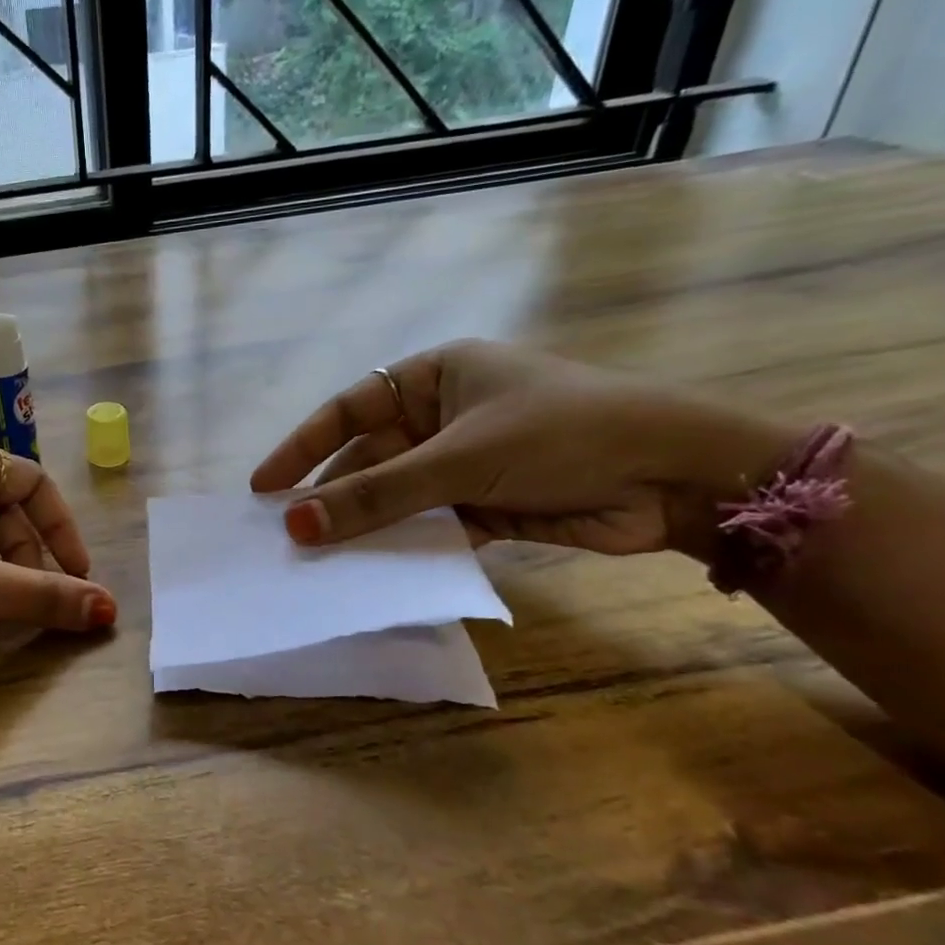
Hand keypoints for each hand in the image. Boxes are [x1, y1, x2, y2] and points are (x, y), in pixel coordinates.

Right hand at [251, 340, 792, 555]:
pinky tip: (373, 568)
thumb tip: (295, 524)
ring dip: (366, 524)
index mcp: (436, 375)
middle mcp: (445, 414)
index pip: (348, 409)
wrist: (680, 477)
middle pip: (369, 457)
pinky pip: (428, 523)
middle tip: (288, 533)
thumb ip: (376, 495)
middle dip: (332, 494)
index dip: (302, 447)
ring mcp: (465, 460)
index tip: (264, 487)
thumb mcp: (459, 460)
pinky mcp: (486, 504)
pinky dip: (405, 544)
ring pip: (397, 495)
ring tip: (320, 558)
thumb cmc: (561, 434)